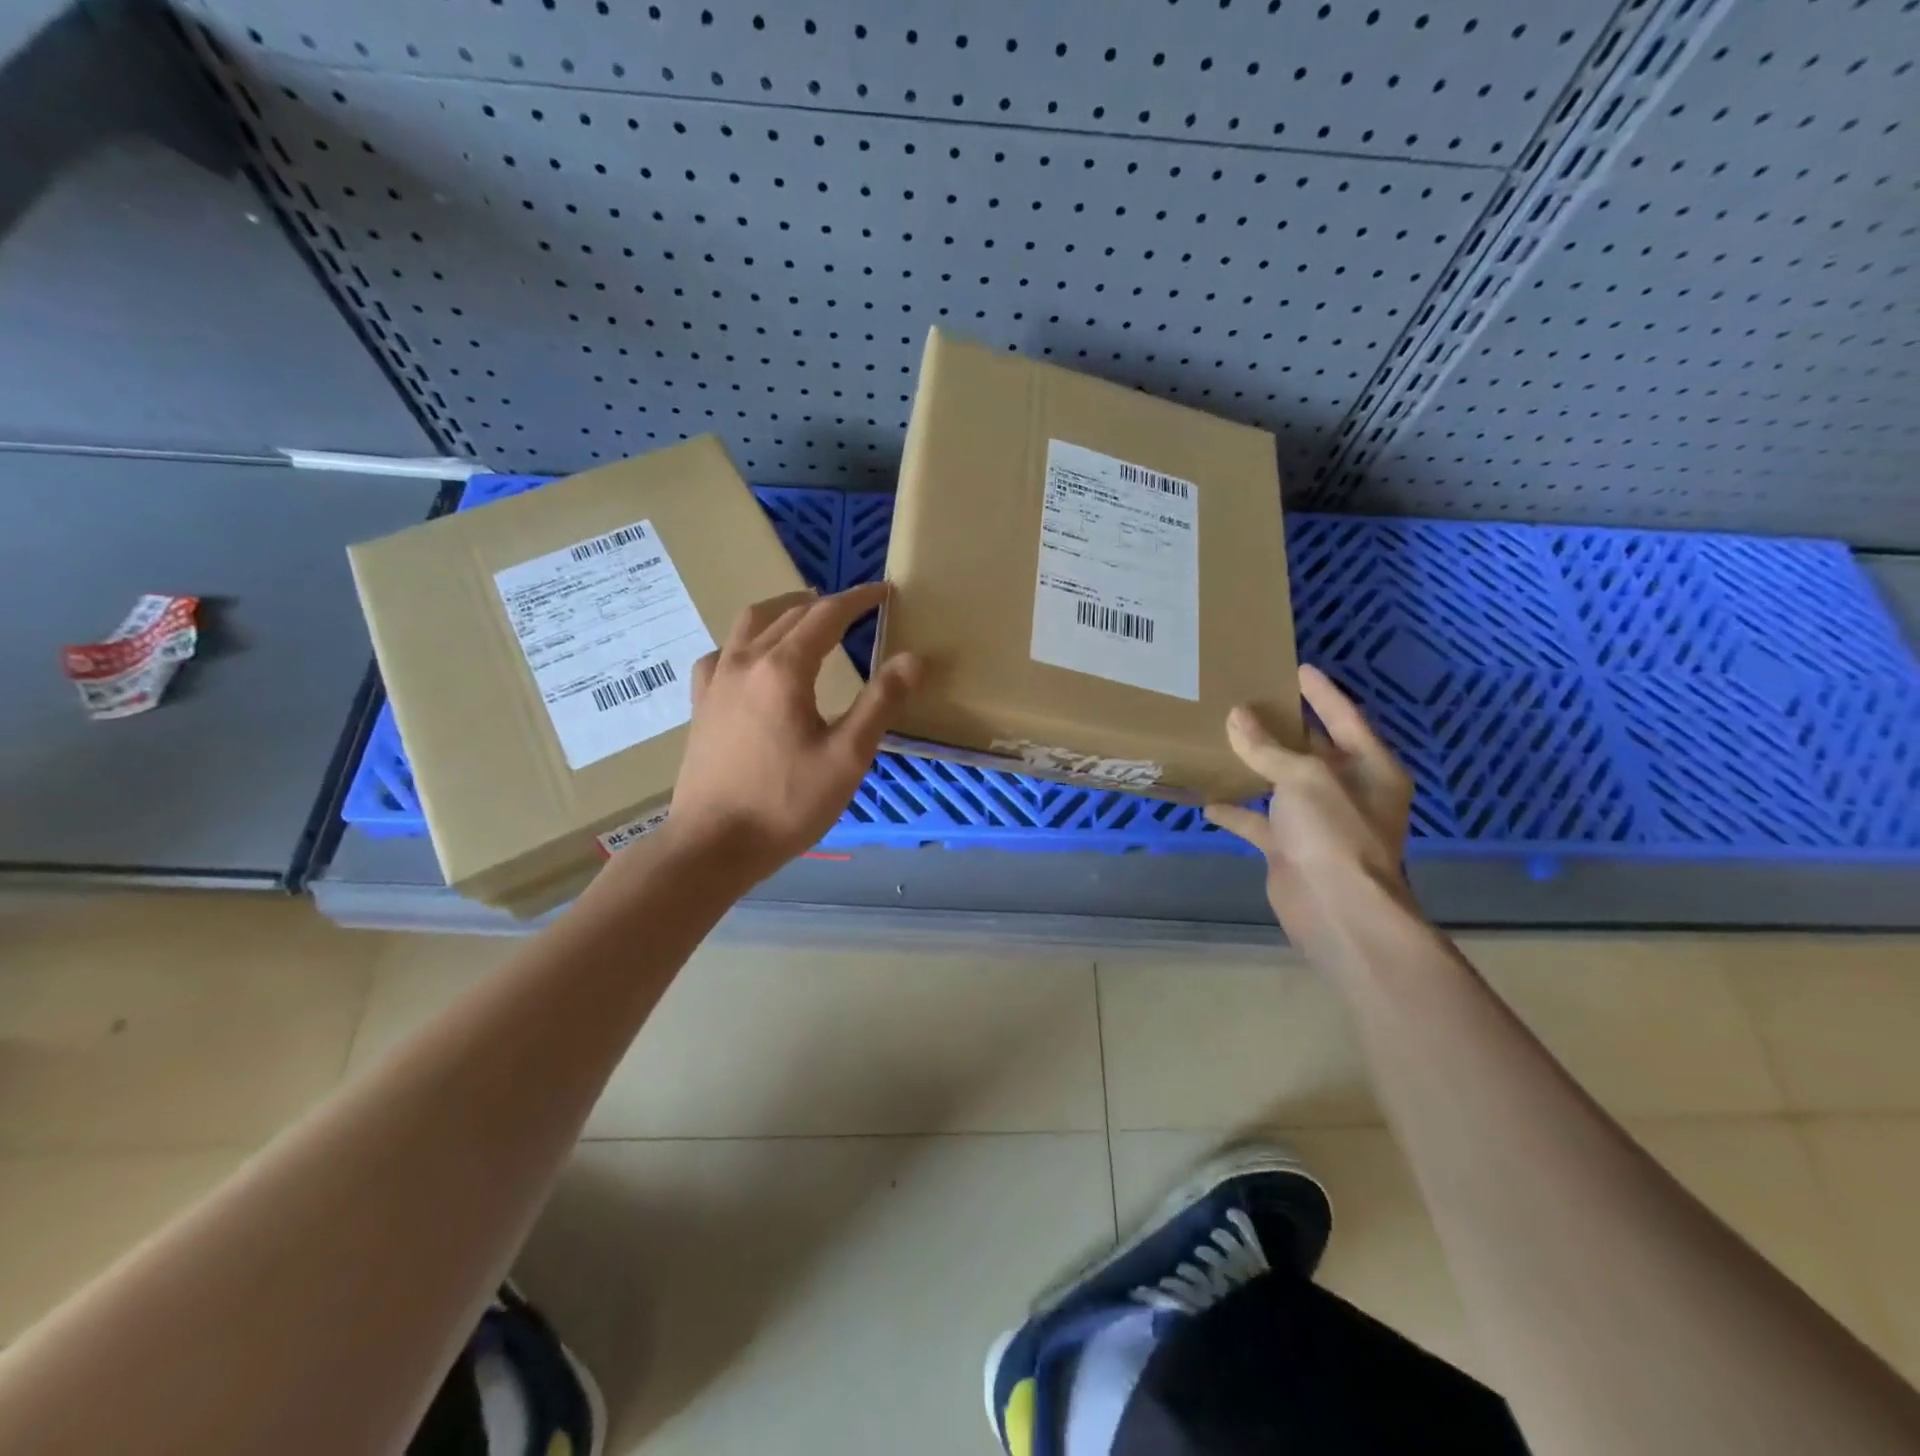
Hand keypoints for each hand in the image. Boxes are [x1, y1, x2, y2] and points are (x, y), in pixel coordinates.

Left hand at [658, 582, 920, 887]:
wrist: (713, 845)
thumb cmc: (787, 804)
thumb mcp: (847, 757)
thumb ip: (880, 703)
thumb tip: (913, 659)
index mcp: (783, 669)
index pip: (826, 615)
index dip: (858, 600)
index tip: (884, 592)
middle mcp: (745, 661)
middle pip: (788, 614)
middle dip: (825, 604)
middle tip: (856, 608)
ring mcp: (716, 681)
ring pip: (749, 625)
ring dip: (783, 611)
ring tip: (806, 615)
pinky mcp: (701, 705)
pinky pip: (722, 654)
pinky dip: (746, 642)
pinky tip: (752, 659)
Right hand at [1204, 665, 1417, 961]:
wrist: (1337, 910)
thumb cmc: (1334, 833)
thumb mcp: (1304, 778)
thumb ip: (1268, 747)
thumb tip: (1236, 716)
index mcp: (1370, 768)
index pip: (1345, 717)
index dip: (1322, 692)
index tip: (1298, 667)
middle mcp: (1348, 791)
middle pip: (1313, 749)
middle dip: (1284, 727)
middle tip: (1251, 696)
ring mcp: (1319, 821)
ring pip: (1282, 784)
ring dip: (1256, 766)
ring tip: (1224, 738)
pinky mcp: (1291, 848)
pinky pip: (1260, 822)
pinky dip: (1238, 811)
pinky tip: (1208, 798)